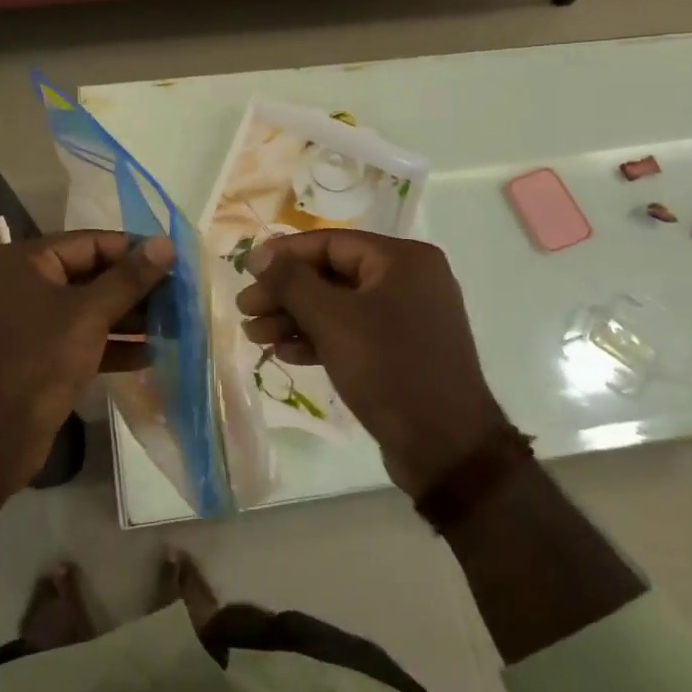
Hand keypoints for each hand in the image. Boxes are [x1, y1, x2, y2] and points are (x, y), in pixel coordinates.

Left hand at [0, 229, 173, 483]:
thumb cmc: (40, 360)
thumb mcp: (89, 314)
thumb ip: (129, 278)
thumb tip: (166, 243)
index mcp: (27, 260)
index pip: (92, 243)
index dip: (135, 251)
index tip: (177, 262)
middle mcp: (25, 283)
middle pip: (92, 275)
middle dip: (136, 288)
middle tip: (181, 297)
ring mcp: (31, 320)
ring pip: (89, 309)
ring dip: (130, 318)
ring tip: (175, 325)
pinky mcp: (40, 354)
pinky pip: (82, 338)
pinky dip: (112, 344)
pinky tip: (151, 354)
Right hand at [236, 231, 506, 495]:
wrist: (446, 448)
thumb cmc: (389, 369)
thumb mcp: (332, 320)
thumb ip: (291, 282)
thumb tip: (259, 256)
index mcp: (402, 260)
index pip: (330, 243)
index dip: (284, 255)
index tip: (246, 271)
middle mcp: (408, 280)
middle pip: (331, 274)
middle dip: (285, 293)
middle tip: (245, 310)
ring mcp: (407, 318)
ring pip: (337, 307)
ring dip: (294, 318)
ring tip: (254, 335)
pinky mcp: (400, 351)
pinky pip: (351, 332)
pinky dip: (318, 339)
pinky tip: (284, 352)